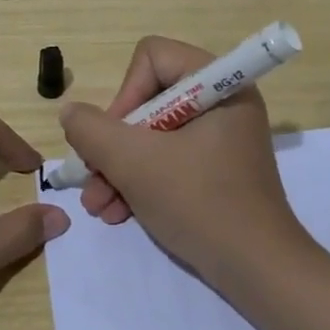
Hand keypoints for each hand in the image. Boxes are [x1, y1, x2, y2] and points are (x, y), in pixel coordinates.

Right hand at [58, 36, 314, 286]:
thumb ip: (92, 130)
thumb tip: (71, 112)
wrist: (258, 272)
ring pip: (153, 134)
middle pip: (148, 99)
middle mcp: (222, 102)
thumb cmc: (199, 203)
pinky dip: (141, 181)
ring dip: (119, 168)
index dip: (125, 94)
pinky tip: (118, 213)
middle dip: (114, 144)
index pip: (153, 58)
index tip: (115, 139)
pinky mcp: (217, 169)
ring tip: (99, 206)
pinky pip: (169, 159)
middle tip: (93, 177)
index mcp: (219, 84)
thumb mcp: (134, 163)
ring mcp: (221, 137)